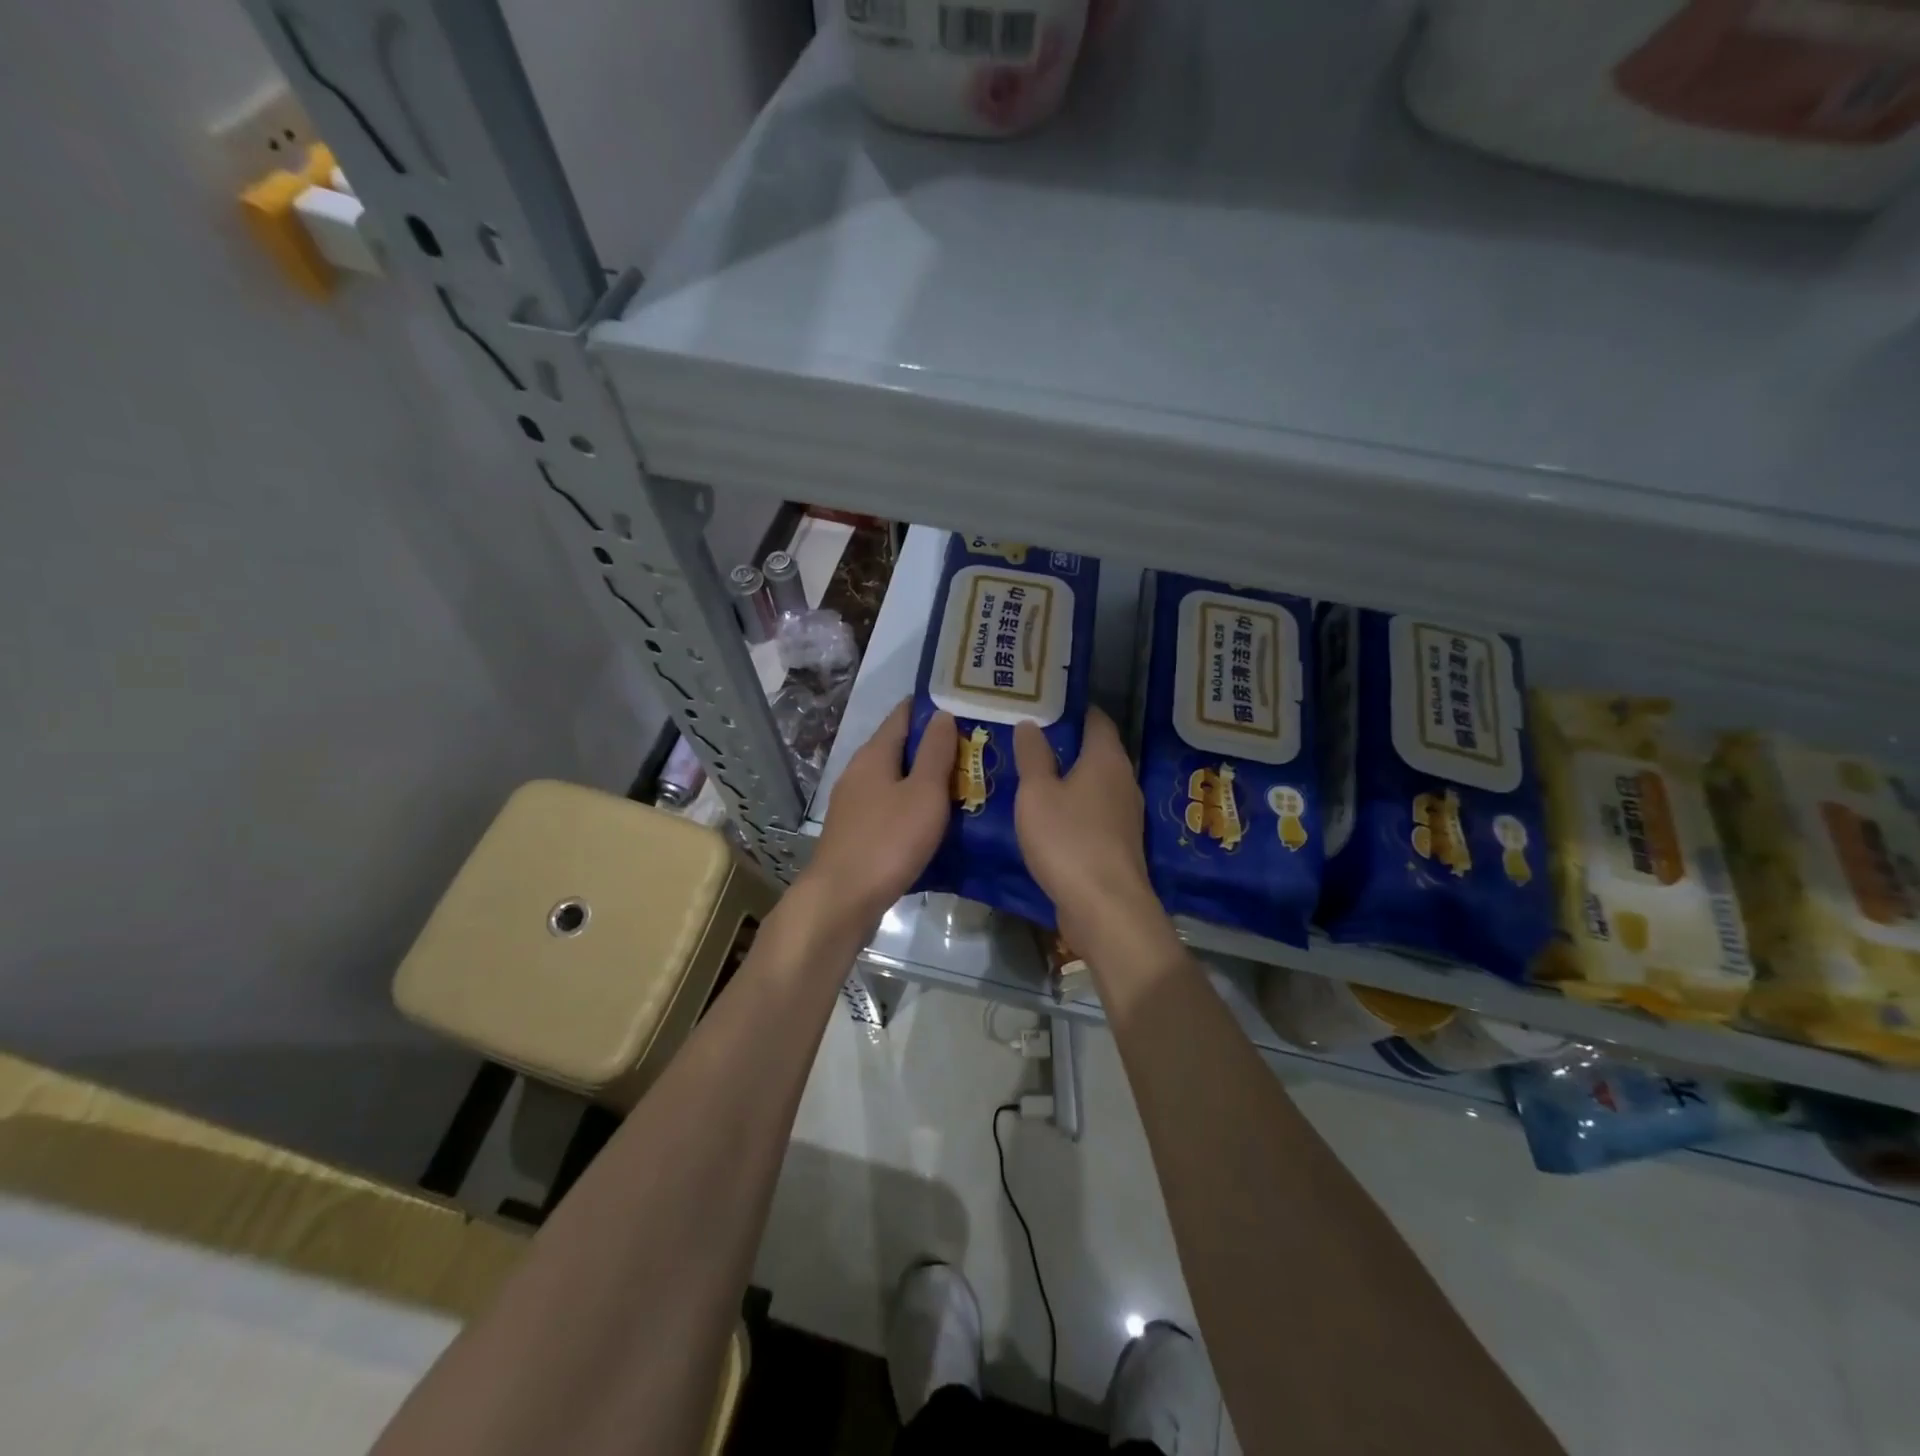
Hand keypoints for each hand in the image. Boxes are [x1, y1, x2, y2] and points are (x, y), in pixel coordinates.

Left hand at [799, 701, 957, 929]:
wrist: (842, 900)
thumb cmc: (888, 841)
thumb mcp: (923, 793)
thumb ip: (935, 752)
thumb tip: (942, 714)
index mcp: (874, 754)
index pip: (904, 714)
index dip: (934, 707)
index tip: (967, 706)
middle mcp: (860, 771)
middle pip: (901, 747)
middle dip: (936, 745)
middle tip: (978, 748)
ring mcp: (855, 803)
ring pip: (897, 779)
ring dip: (927, 778)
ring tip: (967, 782)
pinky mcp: (857, 831)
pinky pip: (891, 806)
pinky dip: (915, 805)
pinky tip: (937, 818)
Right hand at [1012, 708, 1159, 946]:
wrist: (1105, 907)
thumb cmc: (1068, 840)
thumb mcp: (1037, 794)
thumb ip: (1033, 756)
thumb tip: (1031, 723)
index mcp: (1107, 759)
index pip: (1096, 719)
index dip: (1073, 708)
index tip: (1044, 704)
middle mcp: (1124, 781)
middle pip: (1097, 751)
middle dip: (1067, 744)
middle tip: (1029, 738)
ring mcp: (1125, 815)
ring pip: (1095, 784)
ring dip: (1069, 779)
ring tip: (1033, 775)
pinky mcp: (1119, 845)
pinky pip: (1095, 813)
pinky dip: (1074, 807)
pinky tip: (1049, 816)